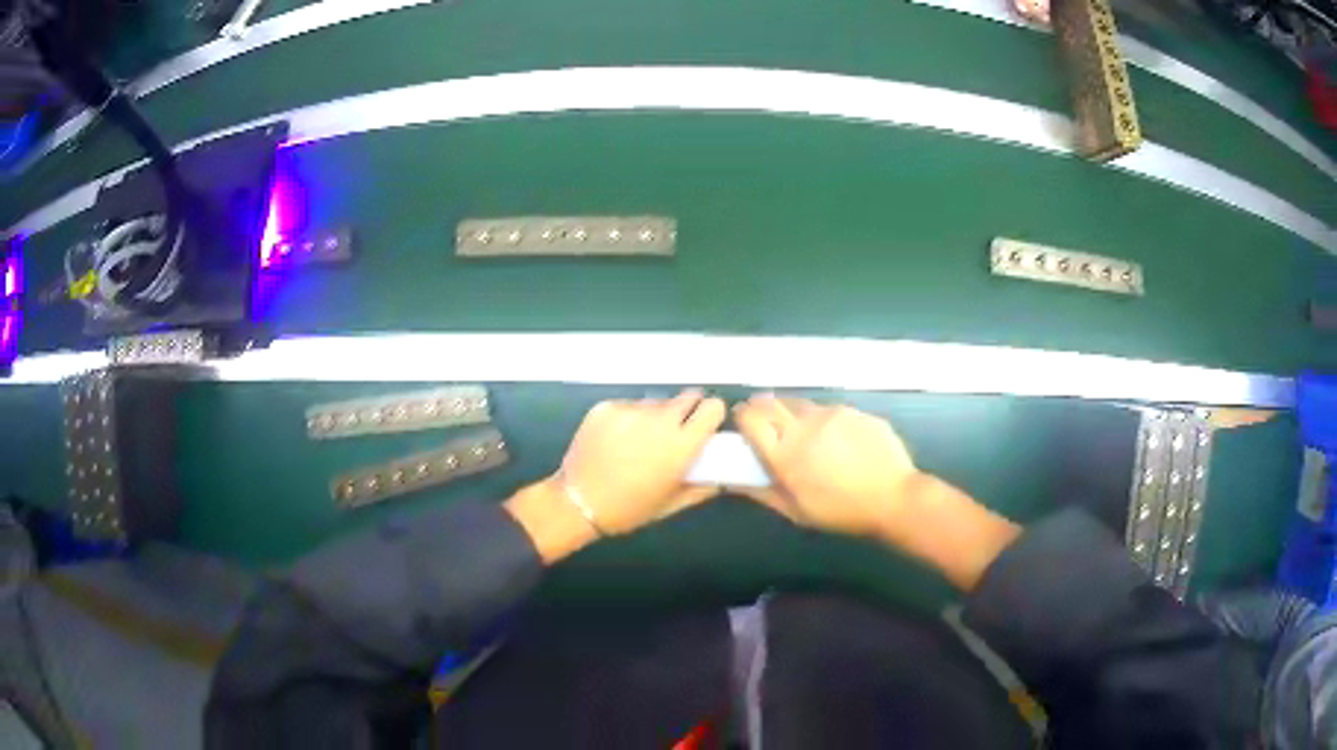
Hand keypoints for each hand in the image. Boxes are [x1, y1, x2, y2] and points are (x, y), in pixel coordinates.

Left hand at [555, 389, 726, 534]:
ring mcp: (631, 410)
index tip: (704, 425)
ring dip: (656, 416)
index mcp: (681, 444)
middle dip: (687, 411)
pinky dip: (629, 419)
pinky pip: (629, 406)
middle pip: (687, 396)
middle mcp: (660, 420)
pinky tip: (616, 440)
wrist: (577, 502)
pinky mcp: (607, 406)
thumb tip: (720, 477)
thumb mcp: (671, 504)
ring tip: (639, 440)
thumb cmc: (629, 509)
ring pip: (656, 403)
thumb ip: (701, 488)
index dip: (710, 415)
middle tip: (674, 431)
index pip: (712, 407)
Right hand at [731, 395, 919, 537]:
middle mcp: (804, 426)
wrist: (894, 498)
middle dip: (760, 406)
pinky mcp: (853, 410)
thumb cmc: (841, 512)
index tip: (741, 421)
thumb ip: (763, 493)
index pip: (751, 418)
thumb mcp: (797, 511)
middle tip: (762, 419)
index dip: (742, 416)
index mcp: (785, 454)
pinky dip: (822, 419)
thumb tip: (732, 482)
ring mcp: (831, 414)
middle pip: (771, 402)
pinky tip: (834, 438)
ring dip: (791, 412)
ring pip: (800, 404)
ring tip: (801, 430)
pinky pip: (829, 410)